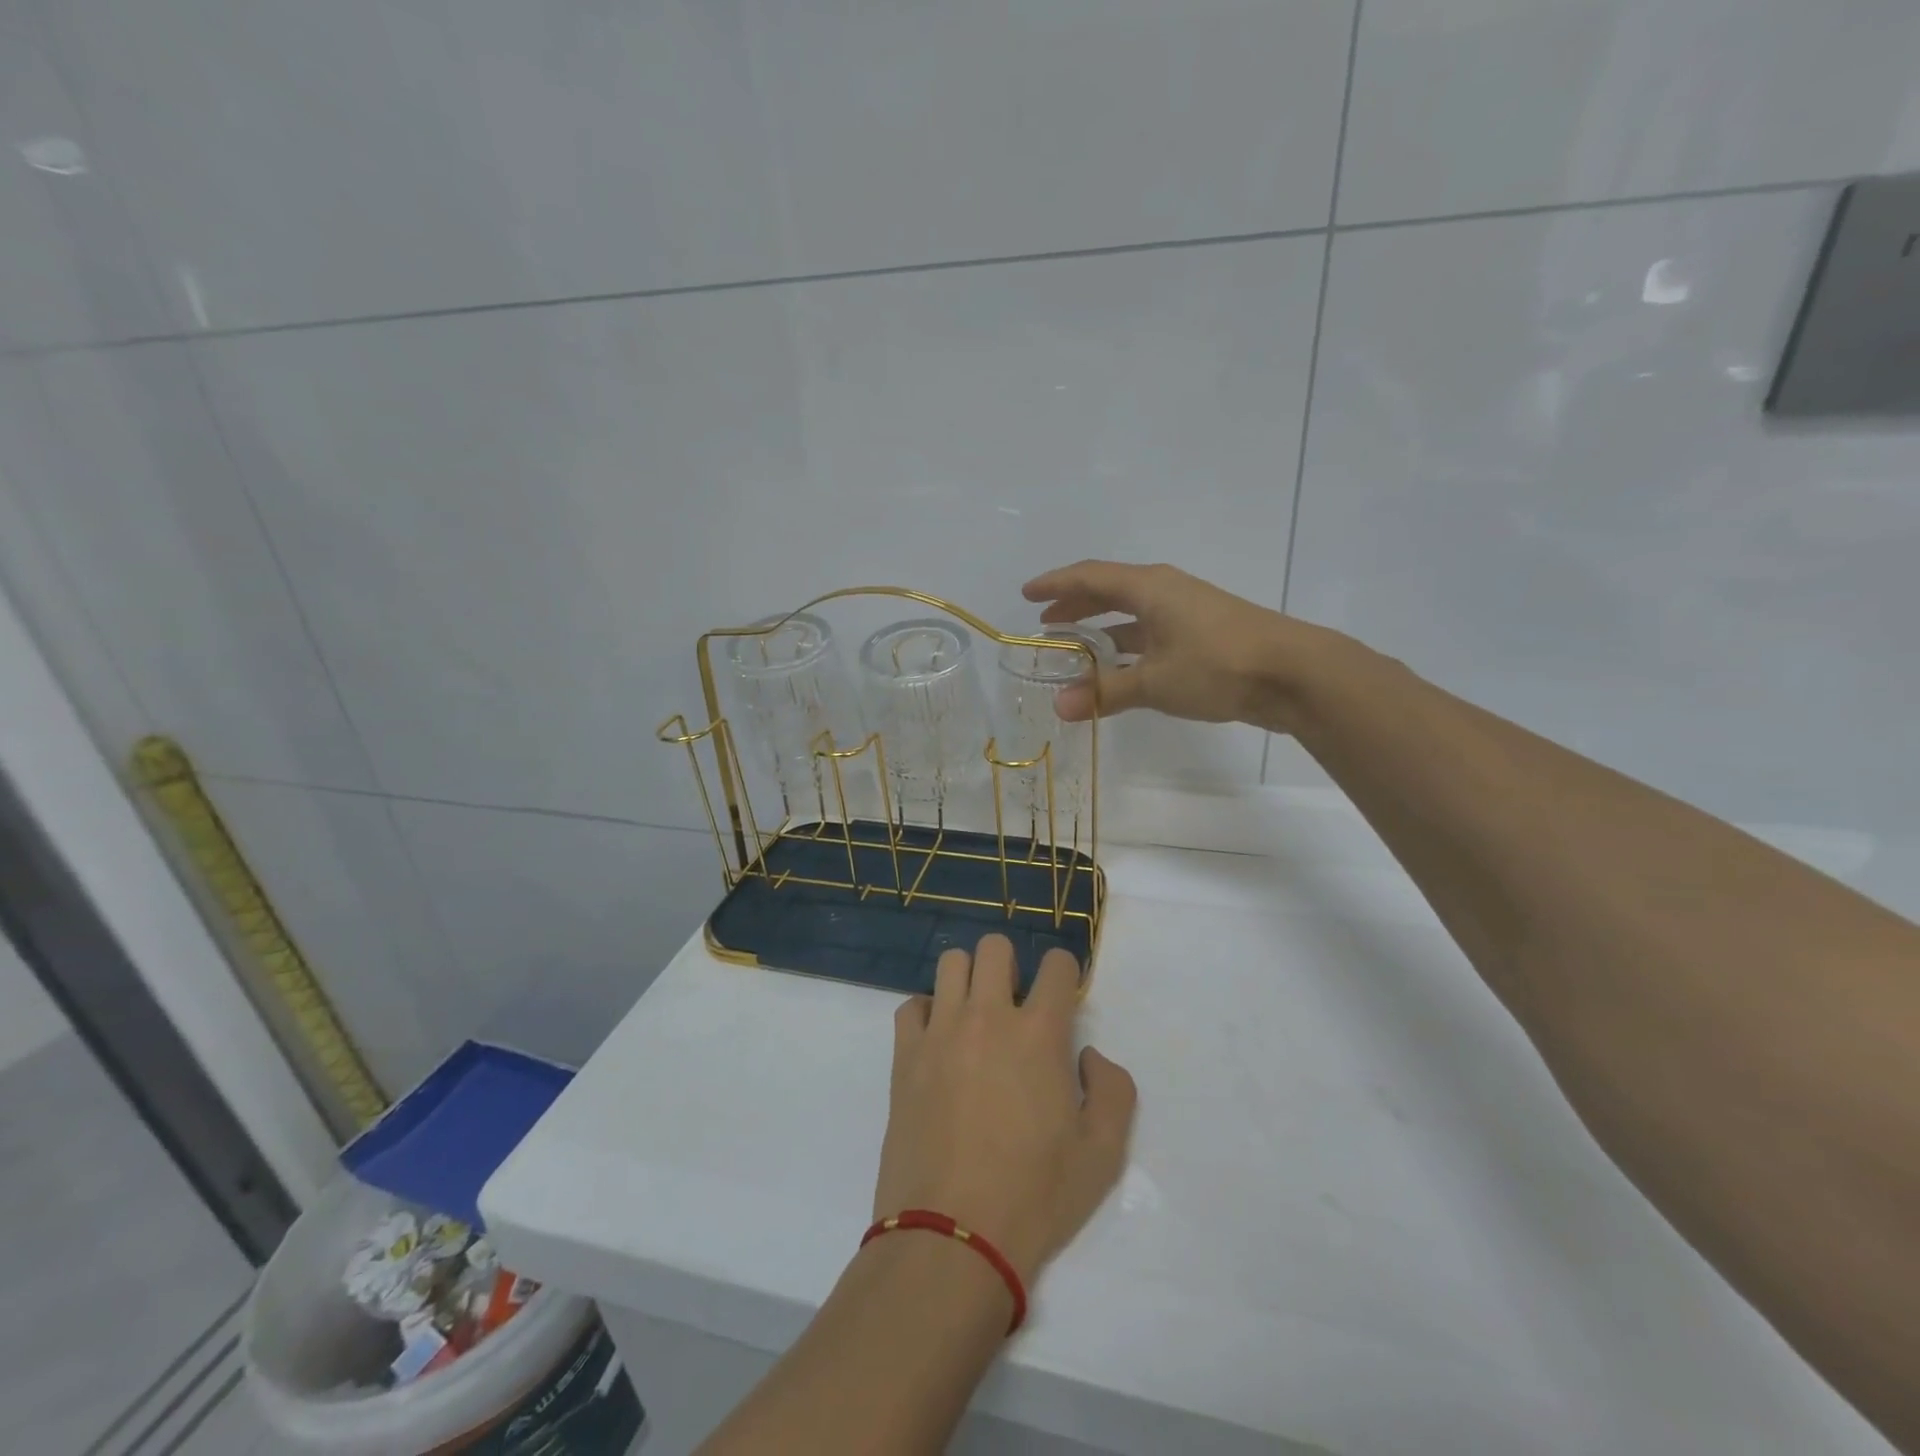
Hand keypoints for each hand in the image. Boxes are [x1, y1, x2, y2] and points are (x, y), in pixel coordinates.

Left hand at [875, 934, 1136, 1286]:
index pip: (1057, 964)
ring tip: (976, 1016)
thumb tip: (1088, 1055)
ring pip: (950, 962)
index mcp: (1039, 1033)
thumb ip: (1114, 1090)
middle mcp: (988, 1016)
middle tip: (1016, 1005)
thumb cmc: (1035, 1196)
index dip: (1066, 973)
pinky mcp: (905, 1055)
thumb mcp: (1103, 1154)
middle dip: (1012, 965)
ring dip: (969, 979)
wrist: (952, 1237)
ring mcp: (940, 1031)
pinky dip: (928, 1012)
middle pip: (995, 947)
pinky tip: (939, 1042)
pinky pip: (912, 1005)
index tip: (1064, 997)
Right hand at [1022, 560, 1330, 731]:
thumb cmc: (1217, 665)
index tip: (1027, 593)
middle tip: (1047, 622)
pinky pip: (1150, 633)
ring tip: (1074, 647)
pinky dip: (1127, 647)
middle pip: (1110, 590)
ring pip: (1131, 614)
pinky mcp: (1202, 636)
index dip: (1055, 584)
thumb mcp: (1154, 681)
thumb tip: (1058, 706)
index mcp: (1150, 588)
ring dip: (1101, 628)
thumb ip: (1105, 693)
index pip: (1090, 577)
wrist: (1294, 674)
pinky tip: (1118, 669)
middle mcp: (1166, 592)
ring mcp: (1187, 613)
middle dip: (1076, 604)